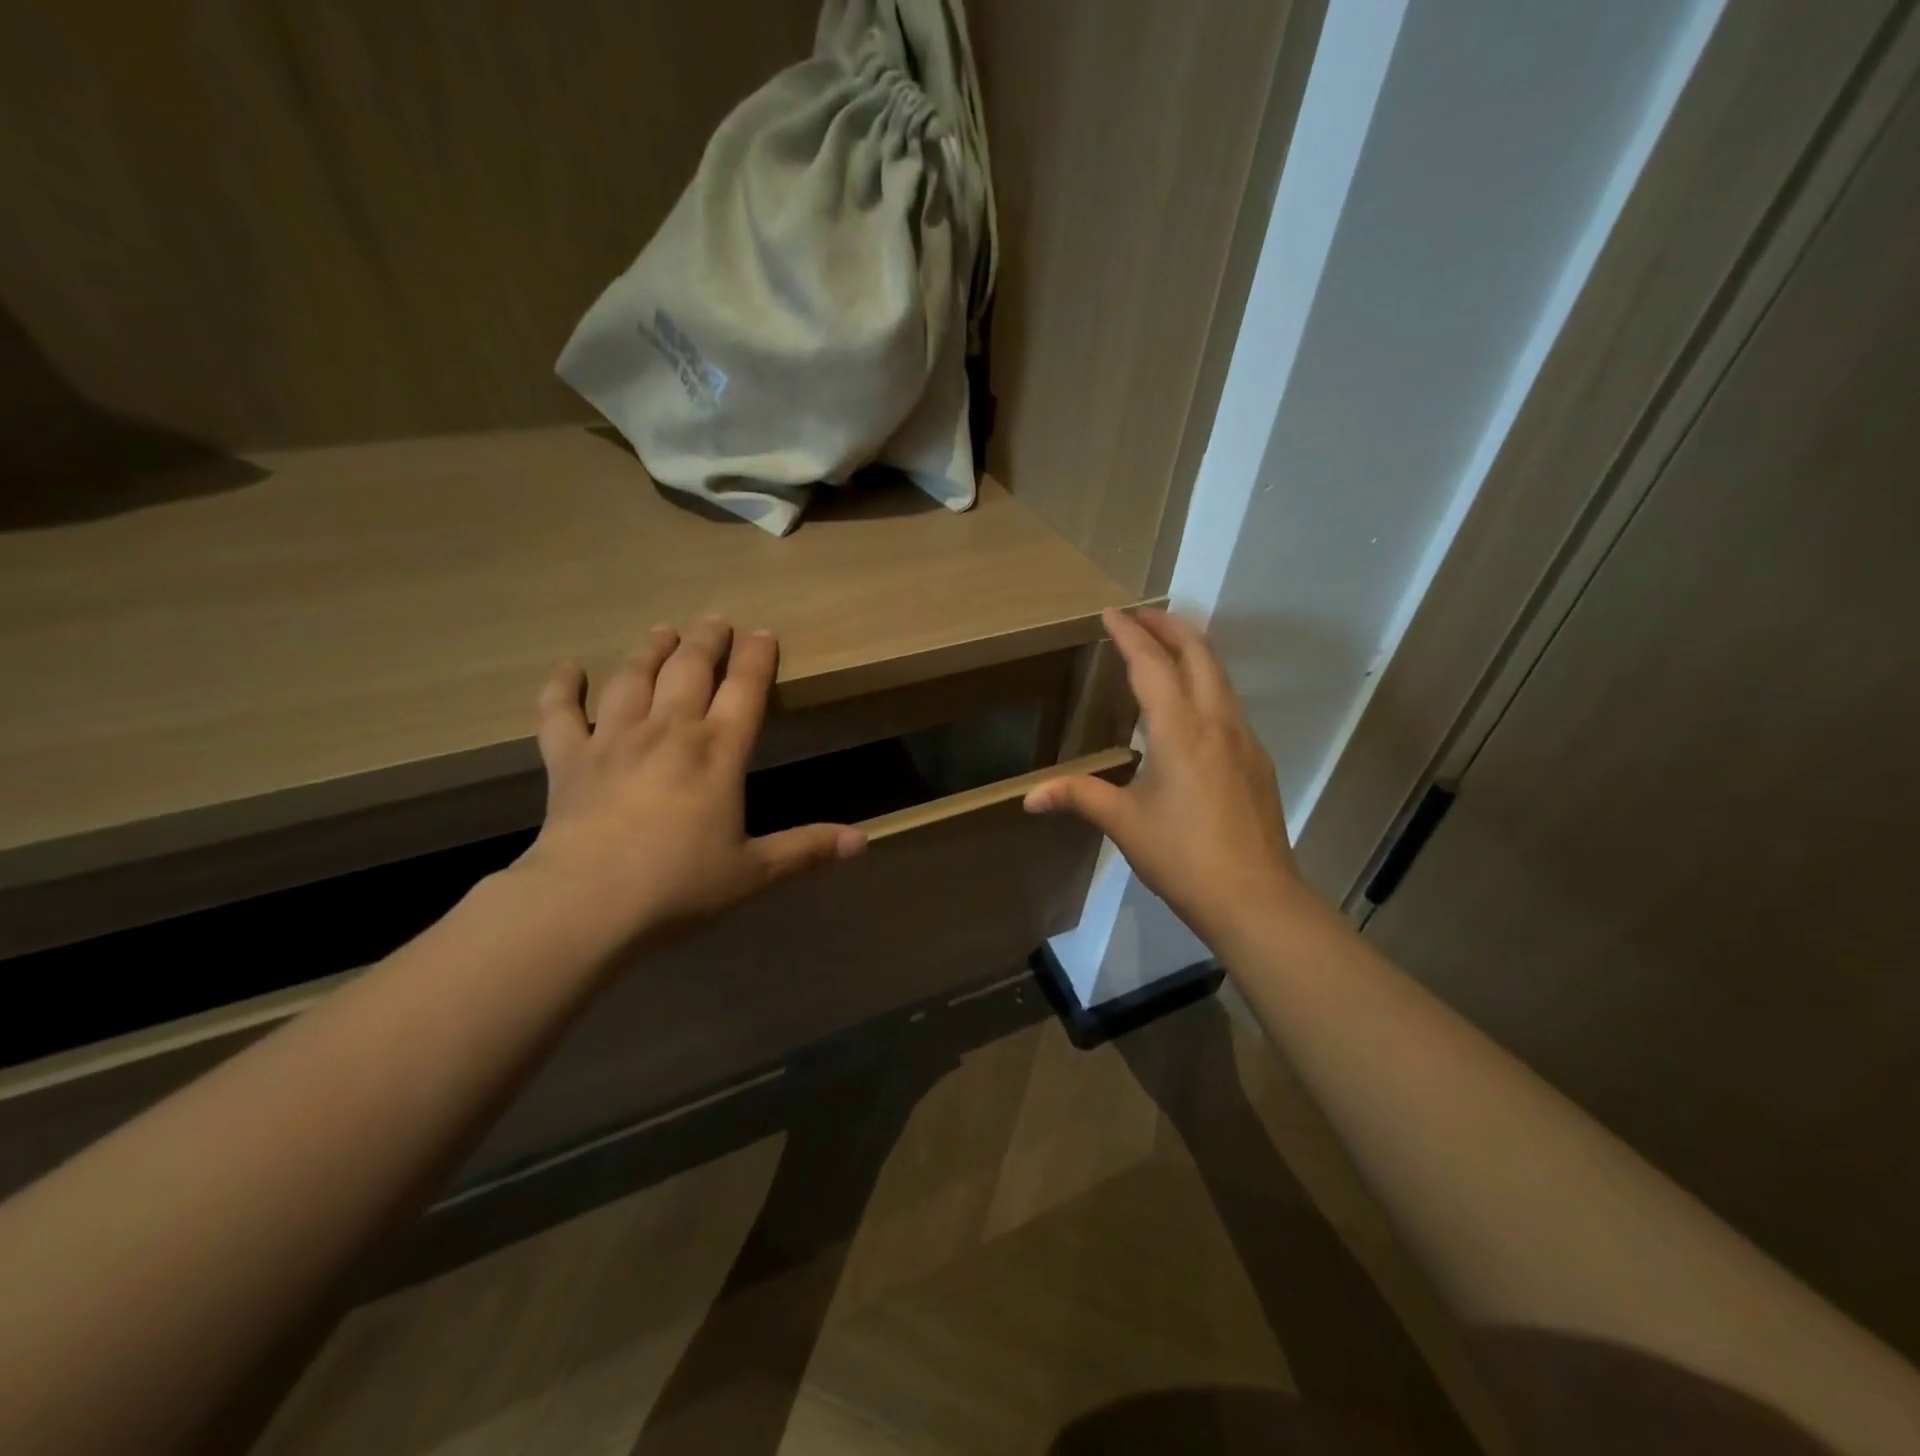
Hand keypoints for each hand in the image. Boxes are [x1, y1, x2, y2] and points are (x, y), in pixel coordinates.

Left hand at [515, 617, 865, 950]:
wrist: (587, 903)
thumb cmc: (679, 886)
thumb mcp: (753, 872)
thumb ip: (807, 849)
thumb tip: (864, 841)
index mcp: (718, 752)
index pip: (745, 689)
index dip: (757, 658)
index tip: (763, 634)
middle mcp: (669, 731)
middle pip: (690, 669)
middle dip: (707, 640)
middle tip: (715, 620)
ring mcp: (614, 739)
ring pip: (634, 678)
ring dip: (651, 650)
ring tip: (663, 632)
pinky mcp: (568, 759)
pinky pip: (560, 713)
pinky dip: (561, 688)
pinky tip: (568, 669)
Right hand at [1024, 607, 1307, 949]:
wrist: (1255, 899)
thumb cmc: (1183, 857)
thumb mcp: (1124, 823)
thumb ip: (1078, 797)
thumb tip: (1029, 799)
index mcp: (1180, 729)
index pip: (1152, 664)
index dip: (1129, 634)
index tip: (1110, 612)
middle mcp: (1217, 721)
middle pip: (1199, 652)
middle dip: (1168, 626)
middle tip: (1139, 617)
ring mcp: (1244, 739)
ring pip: (1220, 675)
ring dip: (1191, 651)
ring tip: (1164, 649)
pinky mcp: (1257, 760)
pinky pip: (1229, 704)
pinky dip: (1206, 683)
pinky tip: (1189, 708)